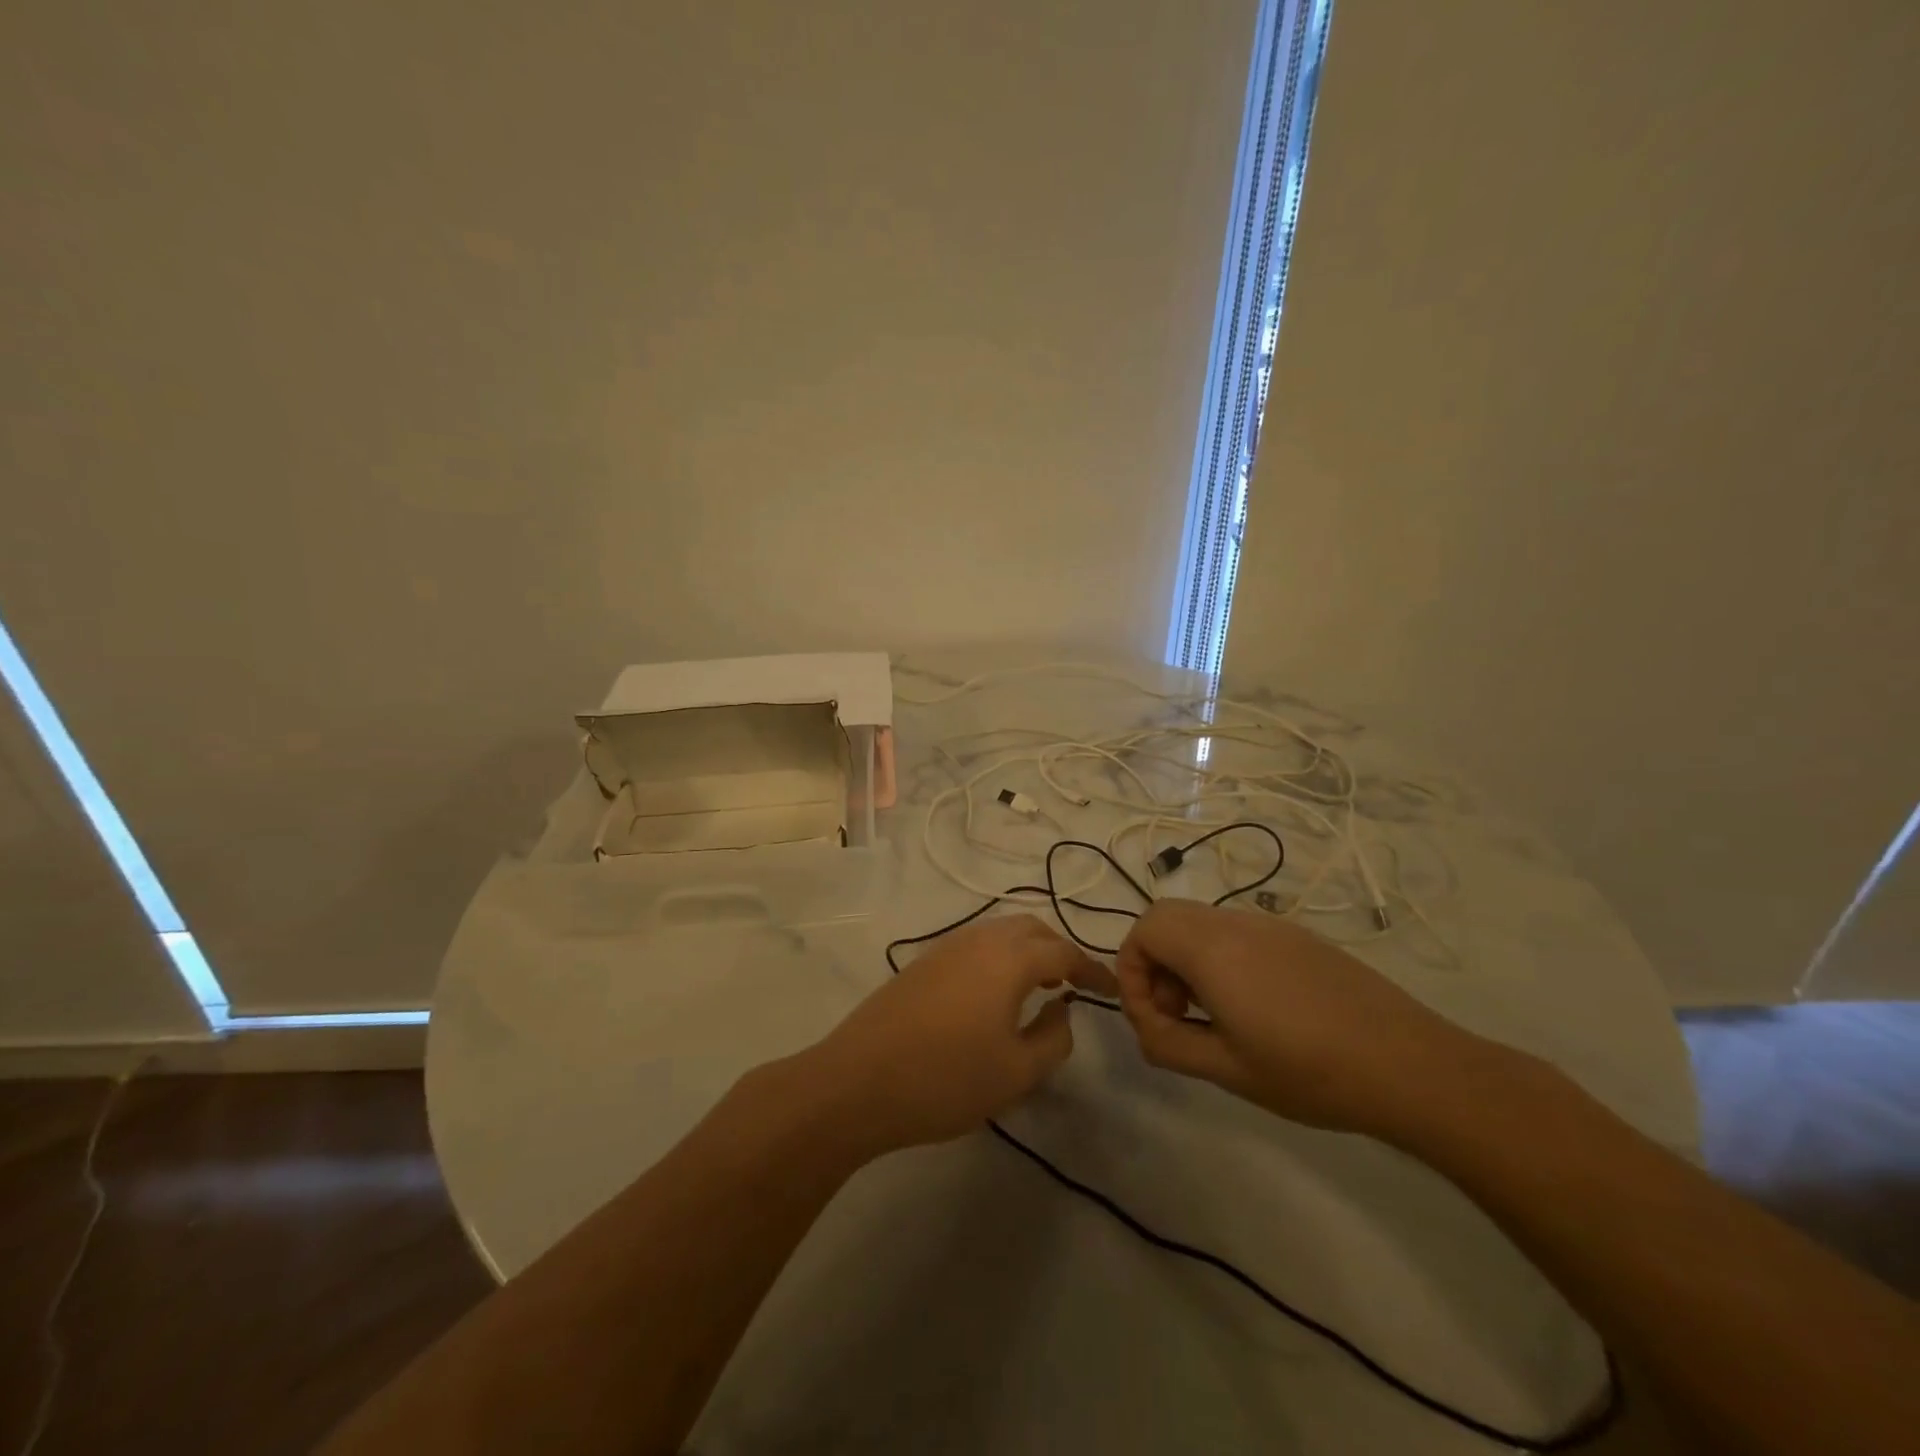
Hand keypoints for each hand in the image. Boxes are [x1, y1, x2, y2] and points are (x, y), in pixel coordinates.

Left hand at [813, 915, 1110, 1154]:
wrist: (857, 1082)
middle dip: (1060, 951)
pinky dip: (1000, 957)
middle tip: (1075, 985)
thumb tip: (1062, 1010)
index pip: (1064, 952)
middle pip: (1032, 930)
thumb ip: (1054, 1038)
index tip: (1111, 991)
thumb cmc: (945, 1080)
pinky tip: (996, 994)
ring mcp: (946, 947)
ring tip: (1040, 988)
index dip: (1092, 970)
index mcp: (1009, 959)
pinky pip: (976, 945)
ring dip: (1028, 951)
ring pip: (1001, 933)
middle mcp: (979, 940)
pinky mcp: (923, 963)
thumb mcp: (1016, 1072)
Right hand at [1114, 899, 1490, 1139]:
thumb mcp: (1228, 1070)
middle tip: (1176, 1012)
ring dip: (1186, 959)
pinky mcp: (1297, 937)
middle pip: (1166, 917)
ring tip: (1212, 1015)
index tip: (1153, 1020)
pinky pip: (1235, 931)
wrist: (1410, 1066)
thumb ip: (1168, 1045)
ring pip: (1201, 922)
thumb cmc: (1311, 1072)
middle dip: (1154, 961)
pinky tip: (1253, 1007)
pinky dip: (1219, 957)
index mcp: (1212, 950)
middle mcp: (1235, 923)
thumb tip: (1146, 1027)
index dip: (1131, 972)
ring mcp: (1270, 926)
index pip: (1143, 930)